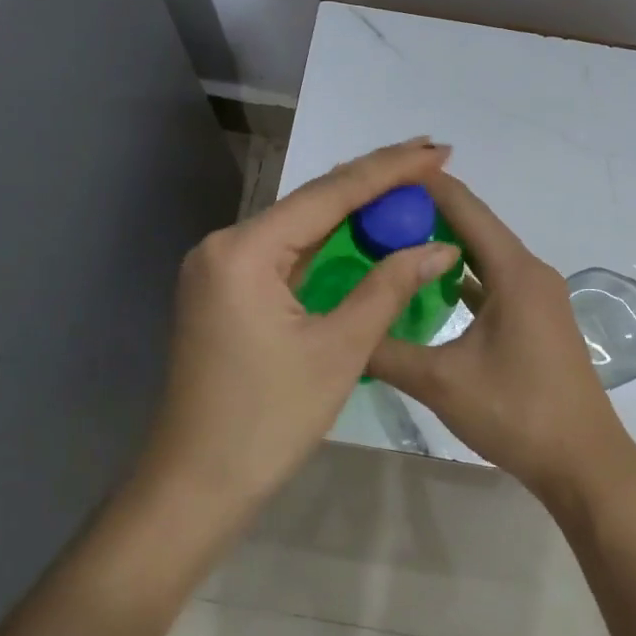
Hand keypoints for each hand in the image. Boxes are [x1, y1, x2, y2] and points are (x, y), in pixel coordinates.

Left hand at [146, 138, 462, 508]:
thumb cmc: (268, 421)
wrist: (195, 485)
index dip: (388, 170)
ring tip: (407, 185)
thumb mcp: (339, 349)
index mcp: (244, 249)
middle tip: (430, 160)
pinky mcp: (224, 291)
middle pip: (310, 202)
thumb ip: (388, 287)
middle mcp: (224, 244)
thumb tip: (439, 246)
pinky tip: (361, 230)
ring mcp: (219, 268)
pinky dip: (326, 243)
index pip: (328, 193)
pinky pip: (284, 254)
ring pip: (298, 226)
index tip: (436, 149)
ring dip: (351, 210)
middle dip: (372, 181)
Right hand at [368, 172, 635, 503]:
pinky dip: (462, 276)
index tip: (381, 173)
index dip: (424, 184)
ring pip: (484, 255)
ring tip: (392, 239)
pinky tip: (428, 286)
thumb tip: (341, 329)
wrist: (584, 463)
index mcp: (514, 272)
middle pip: (474, 225)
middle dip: (426, 212)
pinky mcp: (536, 319)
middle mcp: (530, 272)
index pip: (465, 207)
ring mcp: (537, 296)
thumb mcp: (441, 382)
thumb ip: (386, 351)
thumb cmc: (517, 414)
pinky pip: (493, 282)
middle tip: (374, 209)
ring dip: (443, 244)